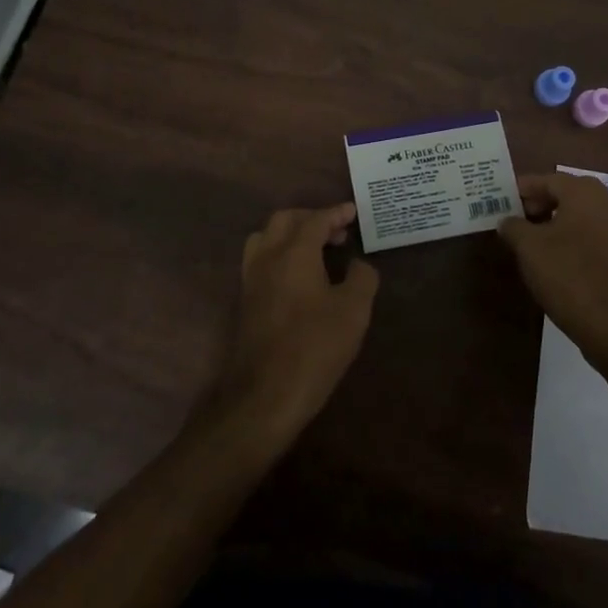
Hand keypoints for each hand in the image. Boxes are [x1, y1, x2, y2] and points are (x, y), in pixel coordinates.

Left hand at [212, 204, 379, 445]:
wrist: (264, 396)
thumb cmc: (314, 348)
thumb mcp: (353, 312)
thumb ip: (362, 278)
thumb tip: (358, 264)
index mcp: (293, 252)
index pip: (315, 219)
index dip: (336, 213)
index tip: (354, 211)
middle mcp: (267, 257)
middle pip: (284, 220)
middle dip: (311, 218)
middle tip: (337, 231)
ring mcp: (251, 280)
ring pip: (266, 238)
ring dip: (291, 234)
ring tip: (316, 250)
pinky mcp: (245, 302)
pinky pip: (260, 260)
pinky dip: (280, 254)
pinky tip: (299, 276)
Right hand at [498, 173, 607, 370]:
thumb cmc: (567, 274)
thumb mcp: (528, 248)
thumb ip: (513, 227)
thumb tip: (507, 221)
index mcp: (584, 193)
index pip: (547, 179)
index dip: (522, 188)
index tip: (502, 199)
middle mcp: (606, 203)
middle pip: (565, 194)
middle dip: (539, 203)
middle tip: (514, 217)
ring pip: (578, 215)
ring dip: (553, 221)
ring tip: (529, 239)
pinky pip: (589, 234)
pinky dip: (569, 237)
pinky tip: (552, 257)